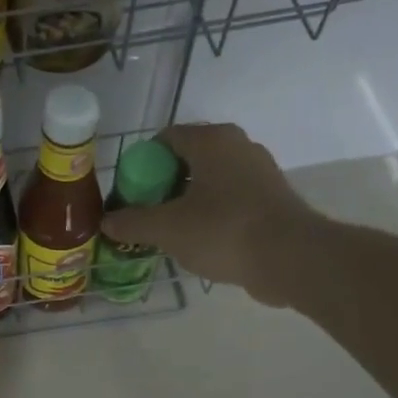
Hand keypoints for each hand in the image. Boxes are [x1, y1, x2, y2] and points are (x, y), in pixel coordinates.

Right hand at [99, 123, 319, 306]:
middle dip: (161, 186)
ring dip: (185, 202)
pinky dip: (210, 215)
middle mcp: (238, 147)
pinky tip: (198, 242)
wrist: (290, 258)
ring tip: (168, 232)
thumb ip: (133, 222)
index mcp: (212, 140)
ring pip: (209, 182)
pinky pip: (229, 200)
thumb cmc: (223, 231)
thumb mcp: (166, 228)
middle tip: (144, 215)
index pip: (165, 139)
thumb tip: (108, 222)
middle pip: (186, 160)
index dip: (140, 165)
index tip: (129, 194)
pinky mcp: (271, 199)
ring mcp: (259, 172)